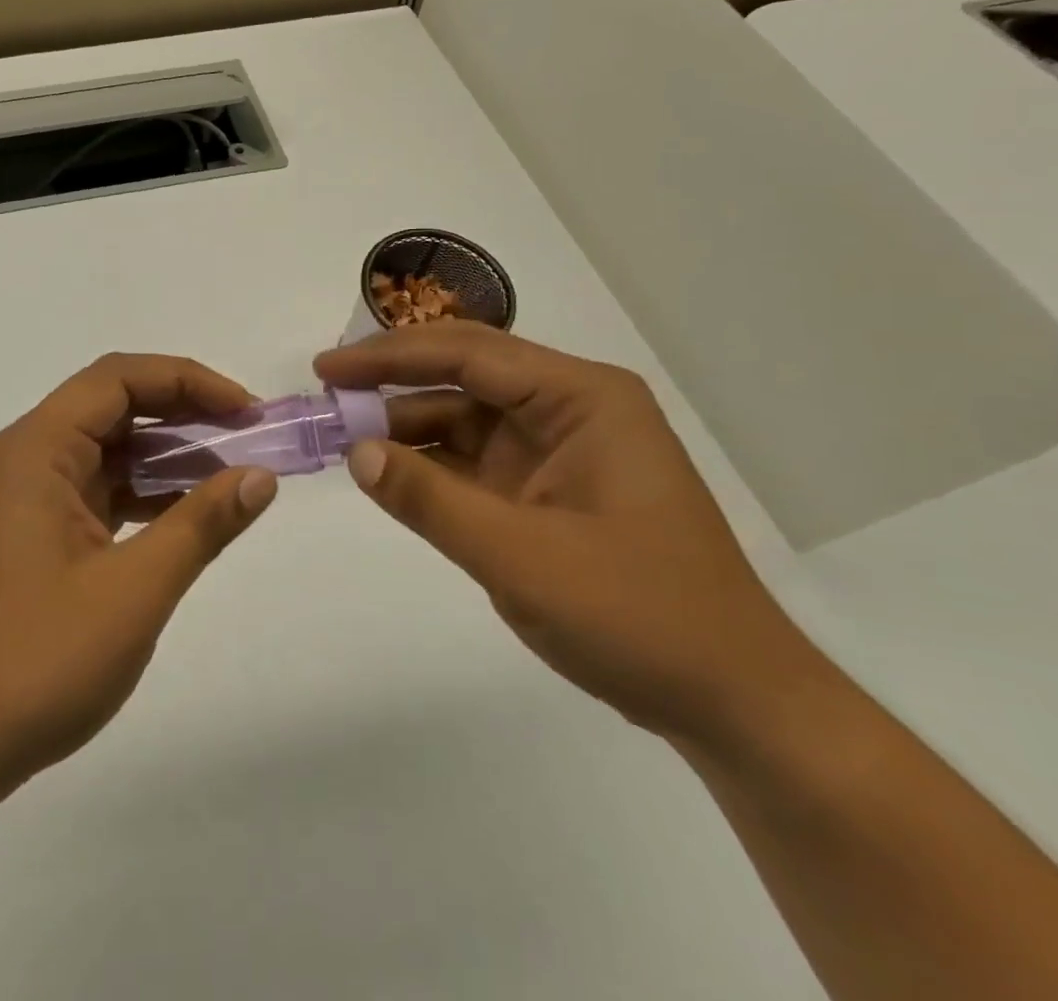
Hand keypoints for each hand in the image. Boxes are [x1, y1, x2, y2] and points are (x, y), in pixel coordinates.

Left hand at [0, 354, 279, 793]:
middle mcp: (29, 457)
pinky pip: (101, 489)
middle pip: (114, 405)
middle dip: (184, 412)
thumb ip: (202, 524)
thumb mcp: (135, 589)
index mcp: (38, 449)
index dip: (188, 381)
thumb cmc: (40, 659)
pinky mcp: (38, 531)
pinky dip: (146, 492)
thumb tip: (260, 476)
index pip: (119, 378)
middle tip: (248, 436)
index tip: (246, 411)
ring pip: (110, 449)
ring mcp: (30, 496)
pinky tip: (188, 514)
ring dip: (169, 455)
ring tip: (230, 475)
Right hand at [315, 323, 815, 744]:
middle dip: (393, 381)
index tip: (327, 369)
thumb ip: (430, 500)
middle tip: (326, 391)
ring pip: (464, 417)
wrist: (731, 703)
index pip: (468, 354)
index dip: (389, 356)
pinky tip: (386, 471)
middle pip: (464, 374)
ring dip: (406, 424)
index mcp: (581, 398)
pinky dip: (428, 464)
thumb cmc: (639, 616)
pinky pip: (474, 460)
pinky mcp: (546, 489)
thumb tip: (355, 451)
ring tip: (342, 434)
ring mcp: (558, 449)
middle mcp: (570, 409)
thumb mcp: (521, 558)